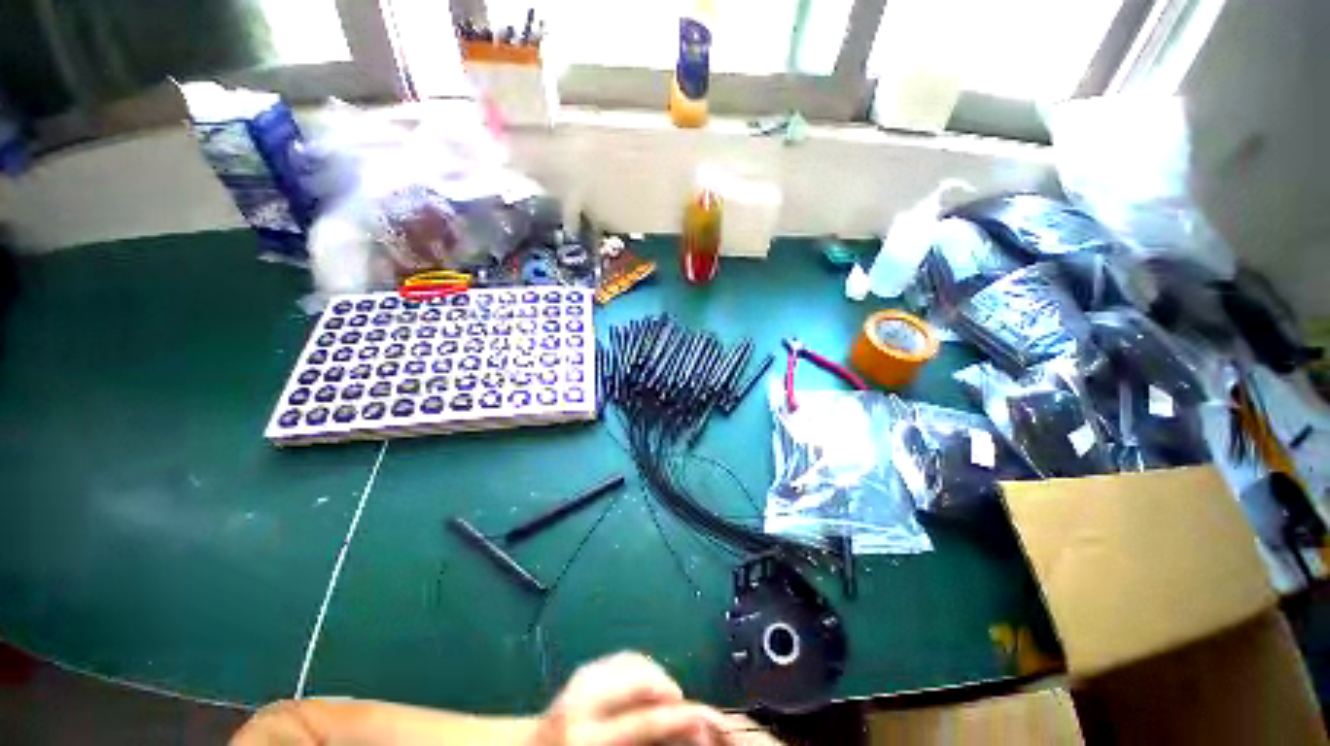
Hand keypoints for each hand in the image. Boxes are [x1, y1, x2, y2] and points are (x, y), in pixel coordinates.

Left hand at [530, 651, 721, 745]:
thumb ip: (645, 743)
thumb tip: (686, 730)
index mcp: (587, 736)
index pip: (645, 721)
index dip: (680, 717)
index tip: (704, 715)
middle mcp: (582, 701)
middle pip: (640, 676)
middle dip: (668, 686)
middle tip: (682, 704)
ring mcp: (580, 680)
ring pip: (633, 661)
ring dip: (654, 674)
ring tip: (665, 694)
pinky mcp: (582, 670)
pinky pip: (620, 658)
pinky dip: (639, 666)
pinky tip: (644, 682)